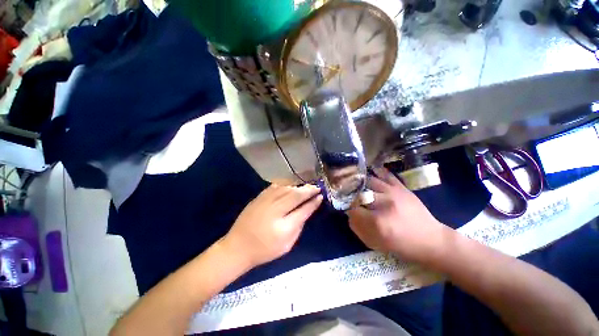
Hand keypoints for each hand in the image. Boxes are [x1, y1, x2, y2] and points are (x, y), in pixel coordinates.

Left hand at [223, 184, 322, 267]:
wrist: (237, 247)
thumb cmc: (265, 250)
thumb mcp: (287, 245)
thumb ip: (299, 226)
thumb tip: (307, 210)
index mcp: (283, 227)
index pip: (303, 210)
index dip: (313, 202)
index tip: (320, 196)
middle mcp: (275, 211)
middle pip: (295, 195)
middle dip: (308, 190)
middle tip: (316, 187)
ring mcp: (265, 202)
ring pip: (286, 189)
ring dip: (298, 186)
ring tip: (306, 186)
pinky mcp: (258, 198)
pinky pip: (275, 187)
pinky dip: (286, 185)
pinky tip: (291, 185)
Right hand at [347, 168, 445, 262]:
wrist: (431, 240)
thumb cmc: (402, 245)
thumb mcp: (376, 243)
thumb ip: (358, 229)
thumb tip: (348, 215)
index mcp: (378, 222)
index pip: (353, 210)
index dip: (349, 210)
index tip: (350, 211)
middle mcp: (384, 203)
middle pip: (359, 194)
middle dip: (353, 196)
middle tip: (353, 199)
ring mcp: (393, 193)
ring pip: (369, 181)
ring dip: (361, 184)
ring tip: (358, 185)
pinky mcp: (401, 187)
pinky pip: (386, 175)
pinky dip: (377, 171)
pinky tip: (371, 171)